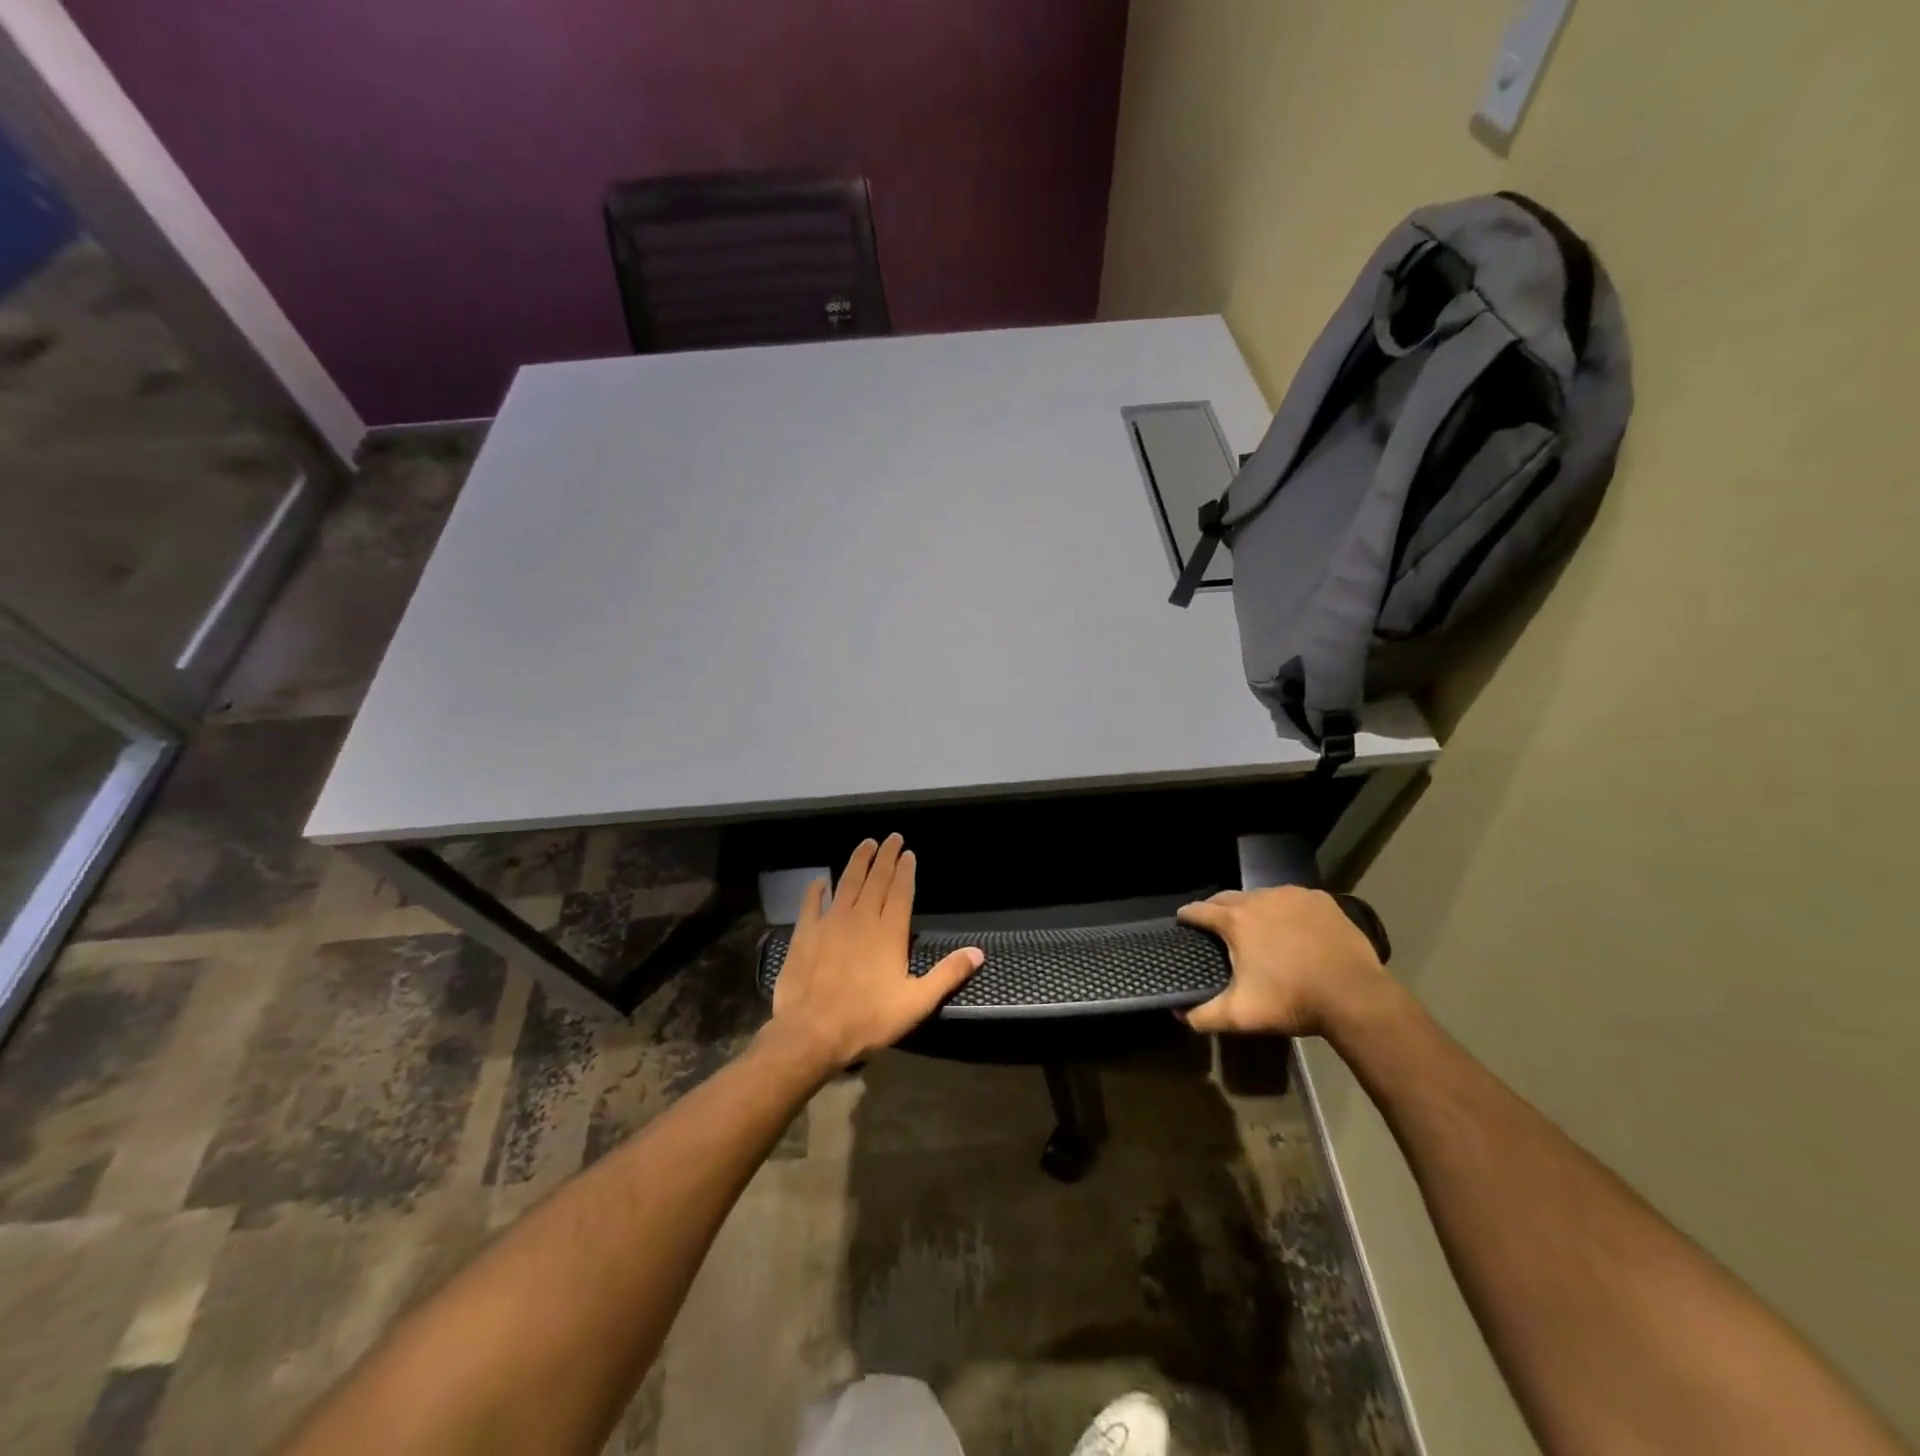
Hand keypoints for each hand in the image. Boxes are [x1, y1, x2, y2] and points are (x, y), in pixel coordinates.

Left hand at [769, 835, 982, 1070]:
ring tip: (866, 844)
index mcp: (889, 932)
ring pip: (847, 883)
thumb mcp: (916, 1002)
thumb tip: (978, 952)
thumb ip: (947, 974)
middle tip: (892, 837)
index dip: (906, 870)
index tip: (909, 853)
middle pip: (876, 880)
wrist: (811, 1031)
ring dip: (857, 862)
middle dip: (885, 857)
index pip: (901, 891)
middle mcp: (861, 918)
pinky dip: (816, 890)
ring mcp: (831, 922)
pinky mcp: (805, 933)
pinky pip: (811, 903)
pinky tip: (820, 880)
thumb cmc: (868, 1019)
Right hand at [1176, 886, 1389, 1036]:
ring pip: (1261, 896)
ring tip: (1255, 927)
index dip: (1187, 916)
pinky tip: (1292, 927)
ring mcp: (1292, 895)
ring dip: (1252, 908)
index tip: (1183, 922)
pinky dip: (1285, 909)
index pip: (1199, 910)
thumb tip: (1179, 1015)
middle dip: (1217, 909)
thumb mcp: (1242, 1015)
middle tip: (1216, 926)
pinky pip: (1292, 899)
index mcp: (1236, 920)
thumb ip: (1205, 1015)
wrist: (1355, 995)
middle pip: (1227, 898)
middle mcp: (1260, 899)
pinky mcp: (1320, 900)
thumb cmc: (1292, 1000)